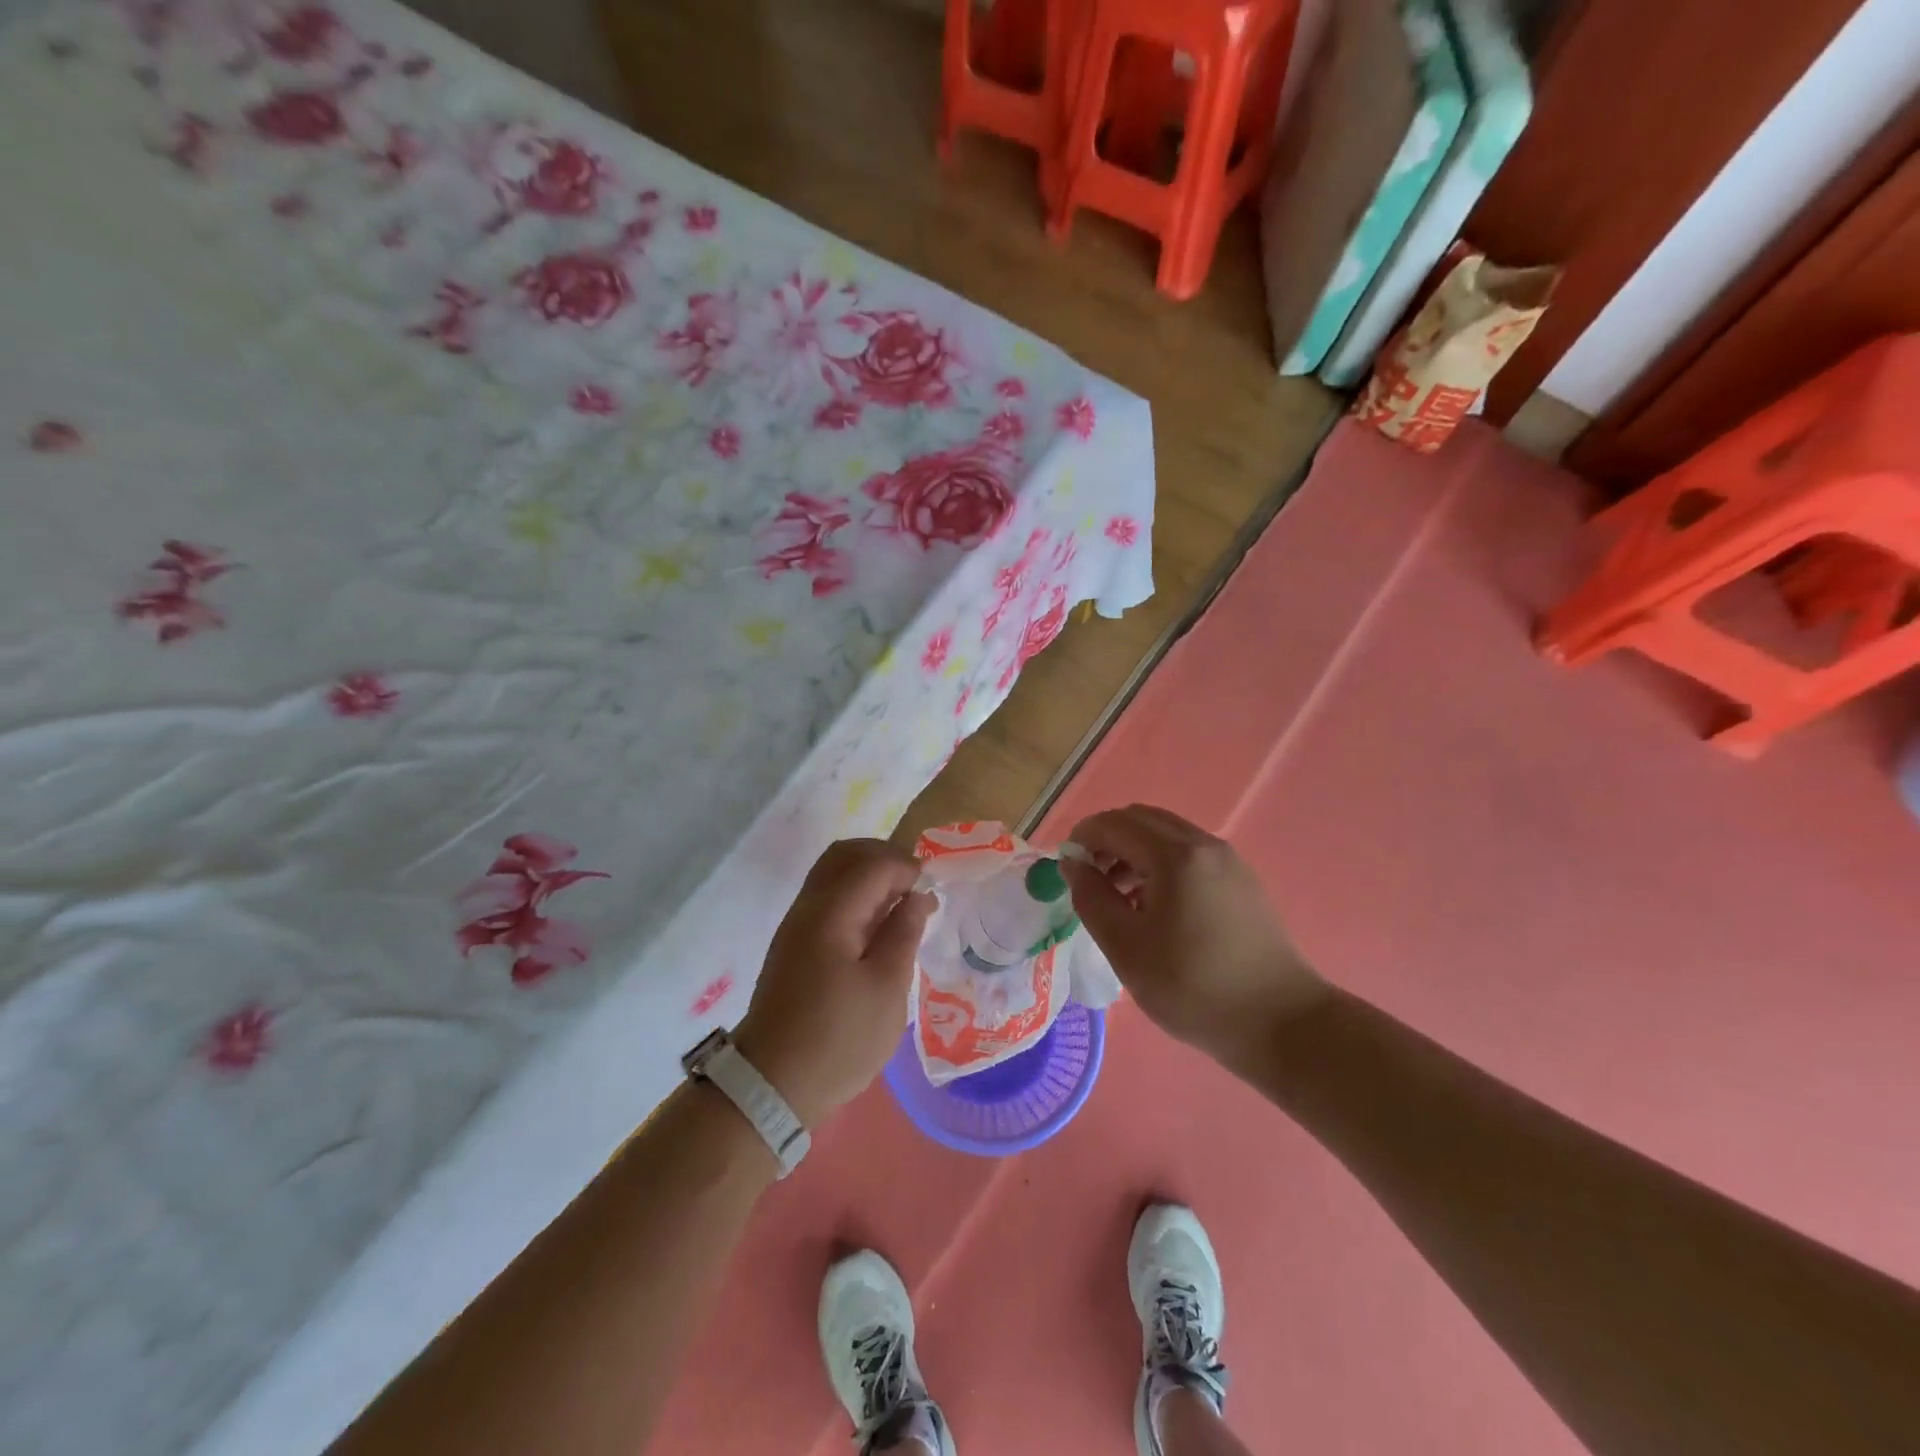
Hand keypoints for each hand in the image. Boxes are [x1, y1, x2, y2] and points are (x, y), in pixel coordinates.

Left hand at [734, 838, 932, 1129]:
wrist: (772, 1084)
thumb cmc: (838, 1039)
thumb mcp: (886, 989)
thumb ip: (903, 933)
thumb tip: (917, 896)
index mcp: (831, 912)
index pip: (872, 863)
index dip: (906, 867)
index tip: (931, 892)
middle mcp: (808, 907)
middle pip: (844, 855)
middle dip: (884, 858)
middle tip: (915, 884)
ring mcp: (796, 924)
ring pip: (832, 873)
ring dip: (868, 874)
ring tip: (899, 903)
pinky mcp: (793, 944)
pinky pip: (826, 897)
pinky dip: (854, 894)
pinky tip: (875, 924)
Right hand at [1061, 805, 1326, 1068]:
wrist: (1282, 1024)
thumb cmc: (1193, 987)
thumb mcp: (1126, 947)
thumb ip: (1092, 898)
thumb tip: (1073, 864)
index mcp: (1175, 855)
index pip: (1115, 824)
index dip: (1082, 837)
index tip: (1066, 869)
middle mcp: (1204, 844)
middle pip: (1142, 820)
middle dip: (1108, 840)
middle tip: (1091, 880)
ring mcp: (1228, 861)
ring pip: (1167, 835)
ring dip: (1134, 852)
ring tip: (1119, 898)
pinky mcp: (1242, 881)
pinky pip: (1189, 854)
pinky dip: (1161, 864)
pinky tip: (1155, 908)